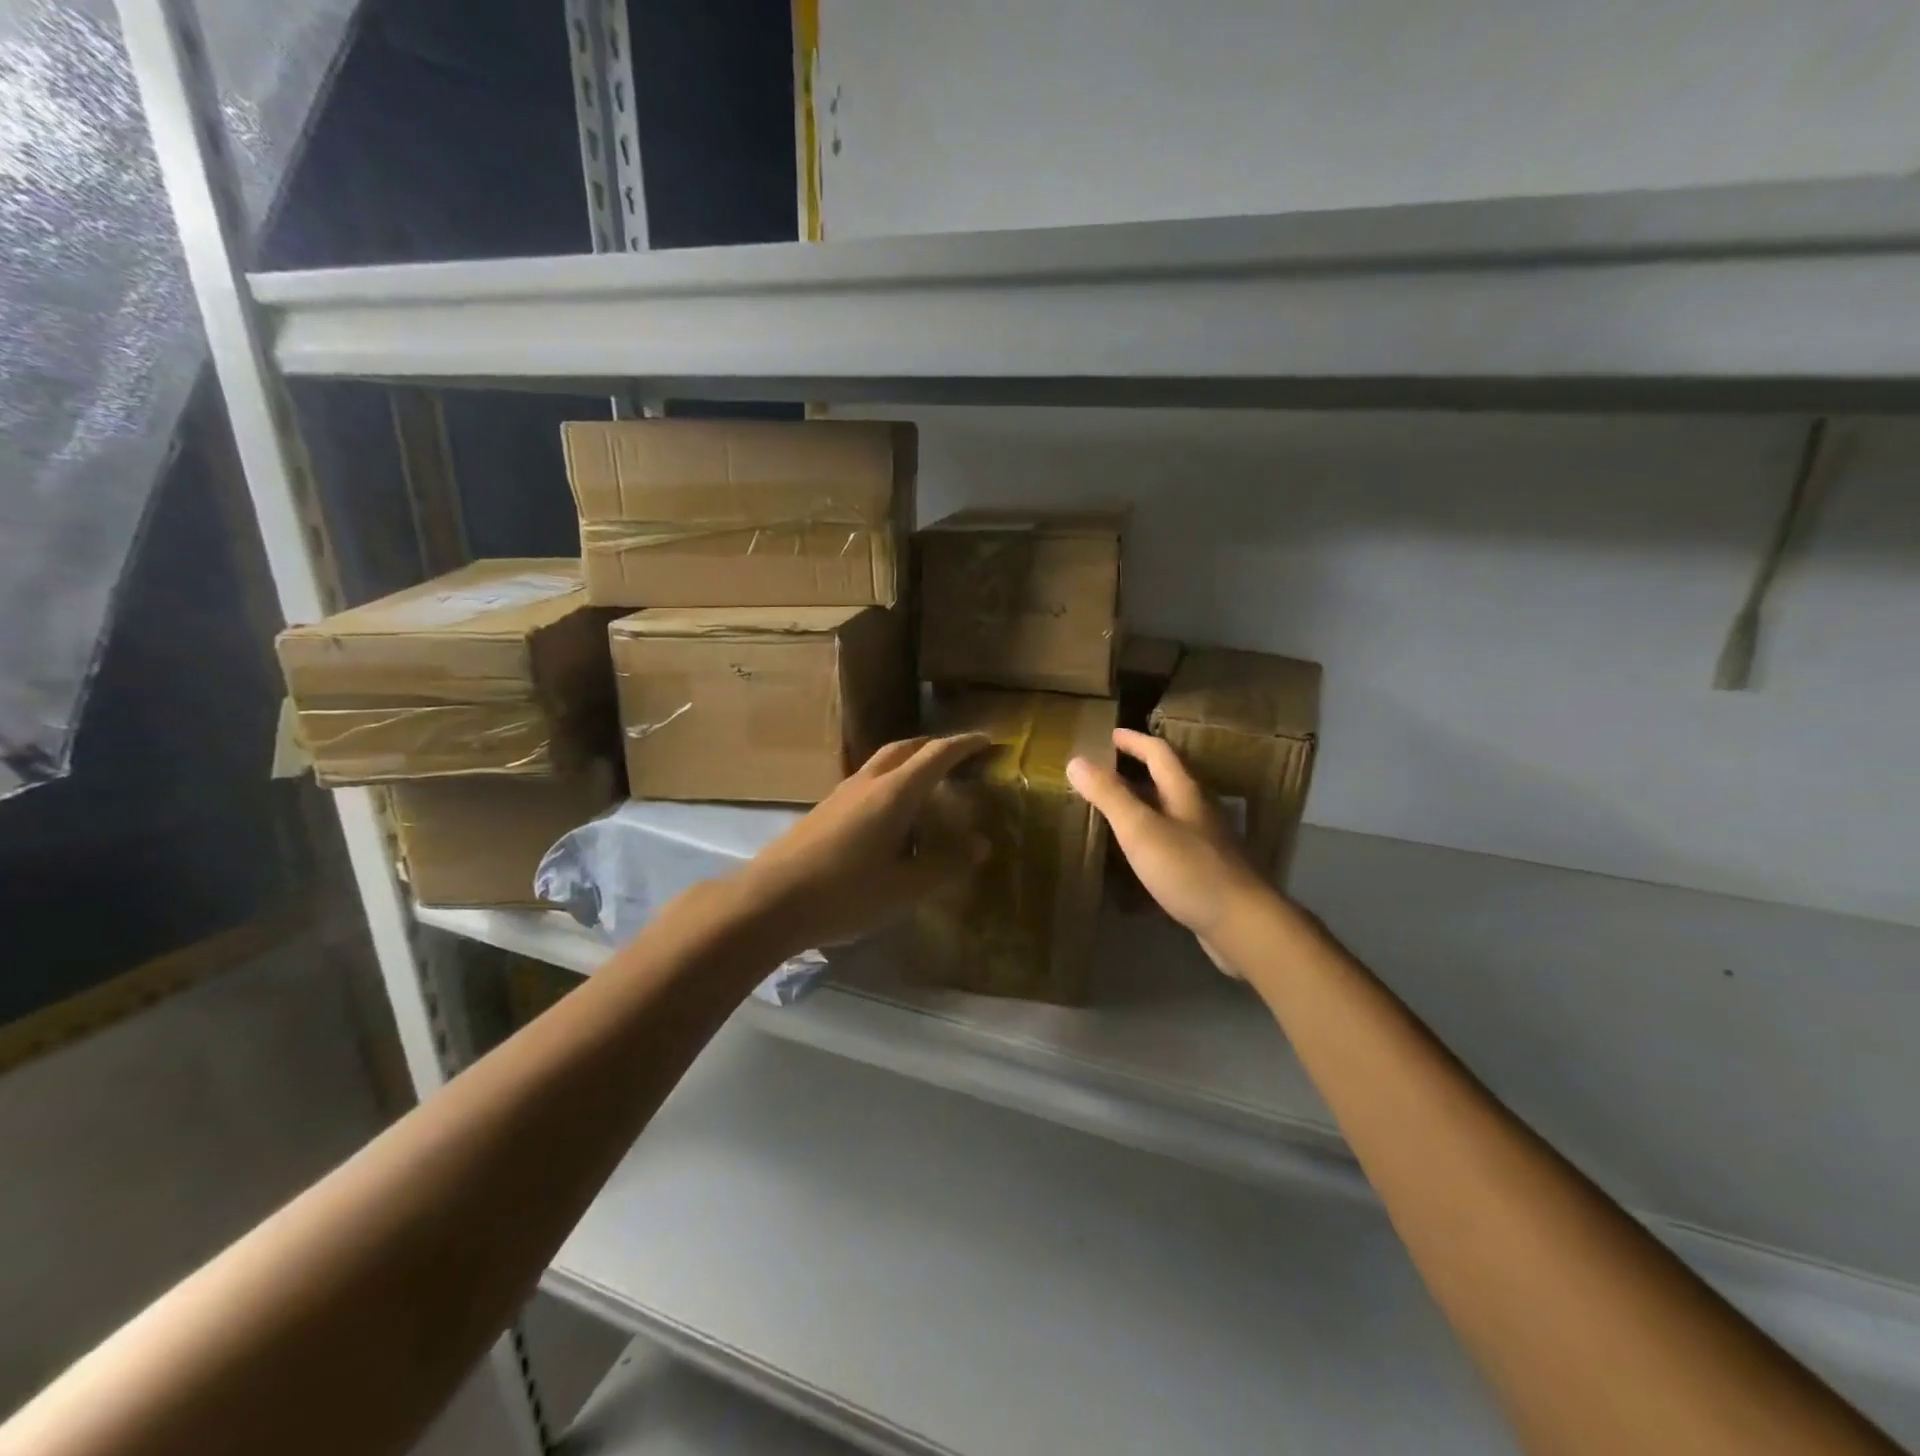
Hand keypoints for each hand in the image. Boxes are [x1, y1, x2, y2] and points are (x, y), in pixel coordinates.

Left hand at [738, 734, 992, 953]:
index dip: (964, 745)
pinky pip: (865, 782)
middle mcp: (867, 783)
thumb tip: (981, 845)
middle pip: (904, 748)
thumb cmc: (845, 894)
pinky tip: (890, 817)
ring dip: (908, 762)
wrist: (769, 902)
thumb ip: (945, 864)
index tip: (988, 740)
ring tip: (927, 786)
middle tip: (958, 757)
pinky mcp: (823, 811)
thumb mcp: (904, 888)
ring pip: (881, 763)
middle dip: (934, 746)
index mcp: (894, 793)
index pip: (936, 755)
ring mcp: (840, 794)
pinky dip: (888, 783)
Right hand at [1066, 729, 1274, 971]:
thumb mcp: (1141, 829)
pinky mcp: (1205, 871)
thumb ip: (1109, 795)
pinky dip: (1148, 840)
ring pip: (1168, 813)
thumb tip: (1076, 760)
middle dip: (1135, 772)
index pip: (1159, 752)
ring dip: (1141, 806)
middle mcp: (1198, 811)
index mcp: (1184, 792)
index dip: (1134, 741)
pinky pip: (1170, 844)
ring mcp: (1205, 842)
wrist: (1242, 924)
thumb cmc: (1188, 869)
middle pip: (1165, 781)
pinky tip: (1133, 858)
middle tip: (1103, 773)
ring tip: (1111, 812)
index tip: (1109, 735)